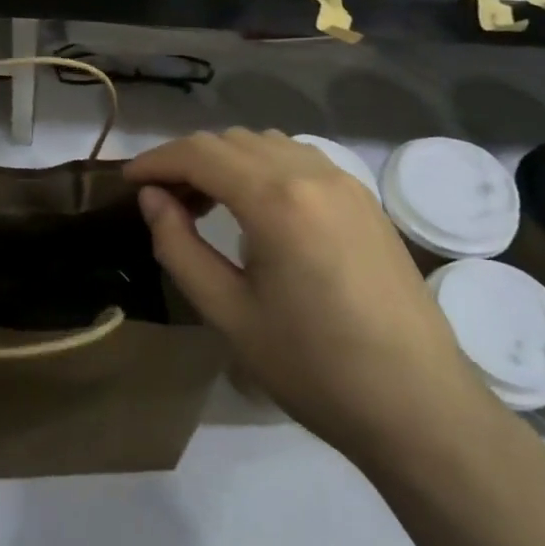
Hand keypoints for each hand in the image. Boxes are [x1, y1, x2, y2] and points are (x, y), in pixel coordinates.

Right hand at [125, 130, 500, 469]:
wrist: (417, 404)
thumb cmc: (313, 366)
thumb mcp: (228, 313)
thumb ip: (180, 247)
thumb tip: (152, 199)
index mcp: (276, 199)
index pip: (200, 154)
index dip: (156, 160)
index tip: (127, 181)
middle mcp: (312, 173)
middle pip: (232, 141)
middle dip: (188, 161)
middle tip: (162, 202)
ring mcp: (345, 183)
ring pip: (267, 144)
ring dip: (227, 161)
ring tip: (205, 204)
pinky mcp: (365, 200)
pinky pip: (300, 160)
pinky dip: (264, 168)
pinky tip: (257, 210)